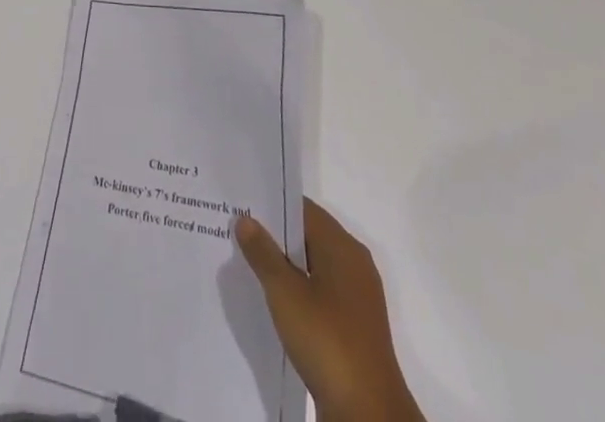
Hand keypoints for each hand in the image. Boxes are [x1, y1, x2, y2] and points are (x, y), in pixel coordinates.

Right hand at [235, 200, 423, 421]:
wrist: (368, 415)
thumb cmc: (327, 341)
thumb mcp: (285, 293)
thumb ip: (263, 253)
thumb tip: (246, 219)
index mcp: (343, 247)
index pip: (303, 209)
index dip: (272, 204)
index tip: (242, 203)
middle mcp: (354, 264)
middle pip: (308, 236)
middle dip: (275, 235)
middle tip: (237, 229)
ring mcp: (357, 298)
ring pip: (313, 266)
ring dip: (285, 265)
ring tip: (248, 262)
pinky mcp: (354, 327)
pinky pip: (320, 293)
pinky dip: (298, 290)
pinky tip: (273, 300)